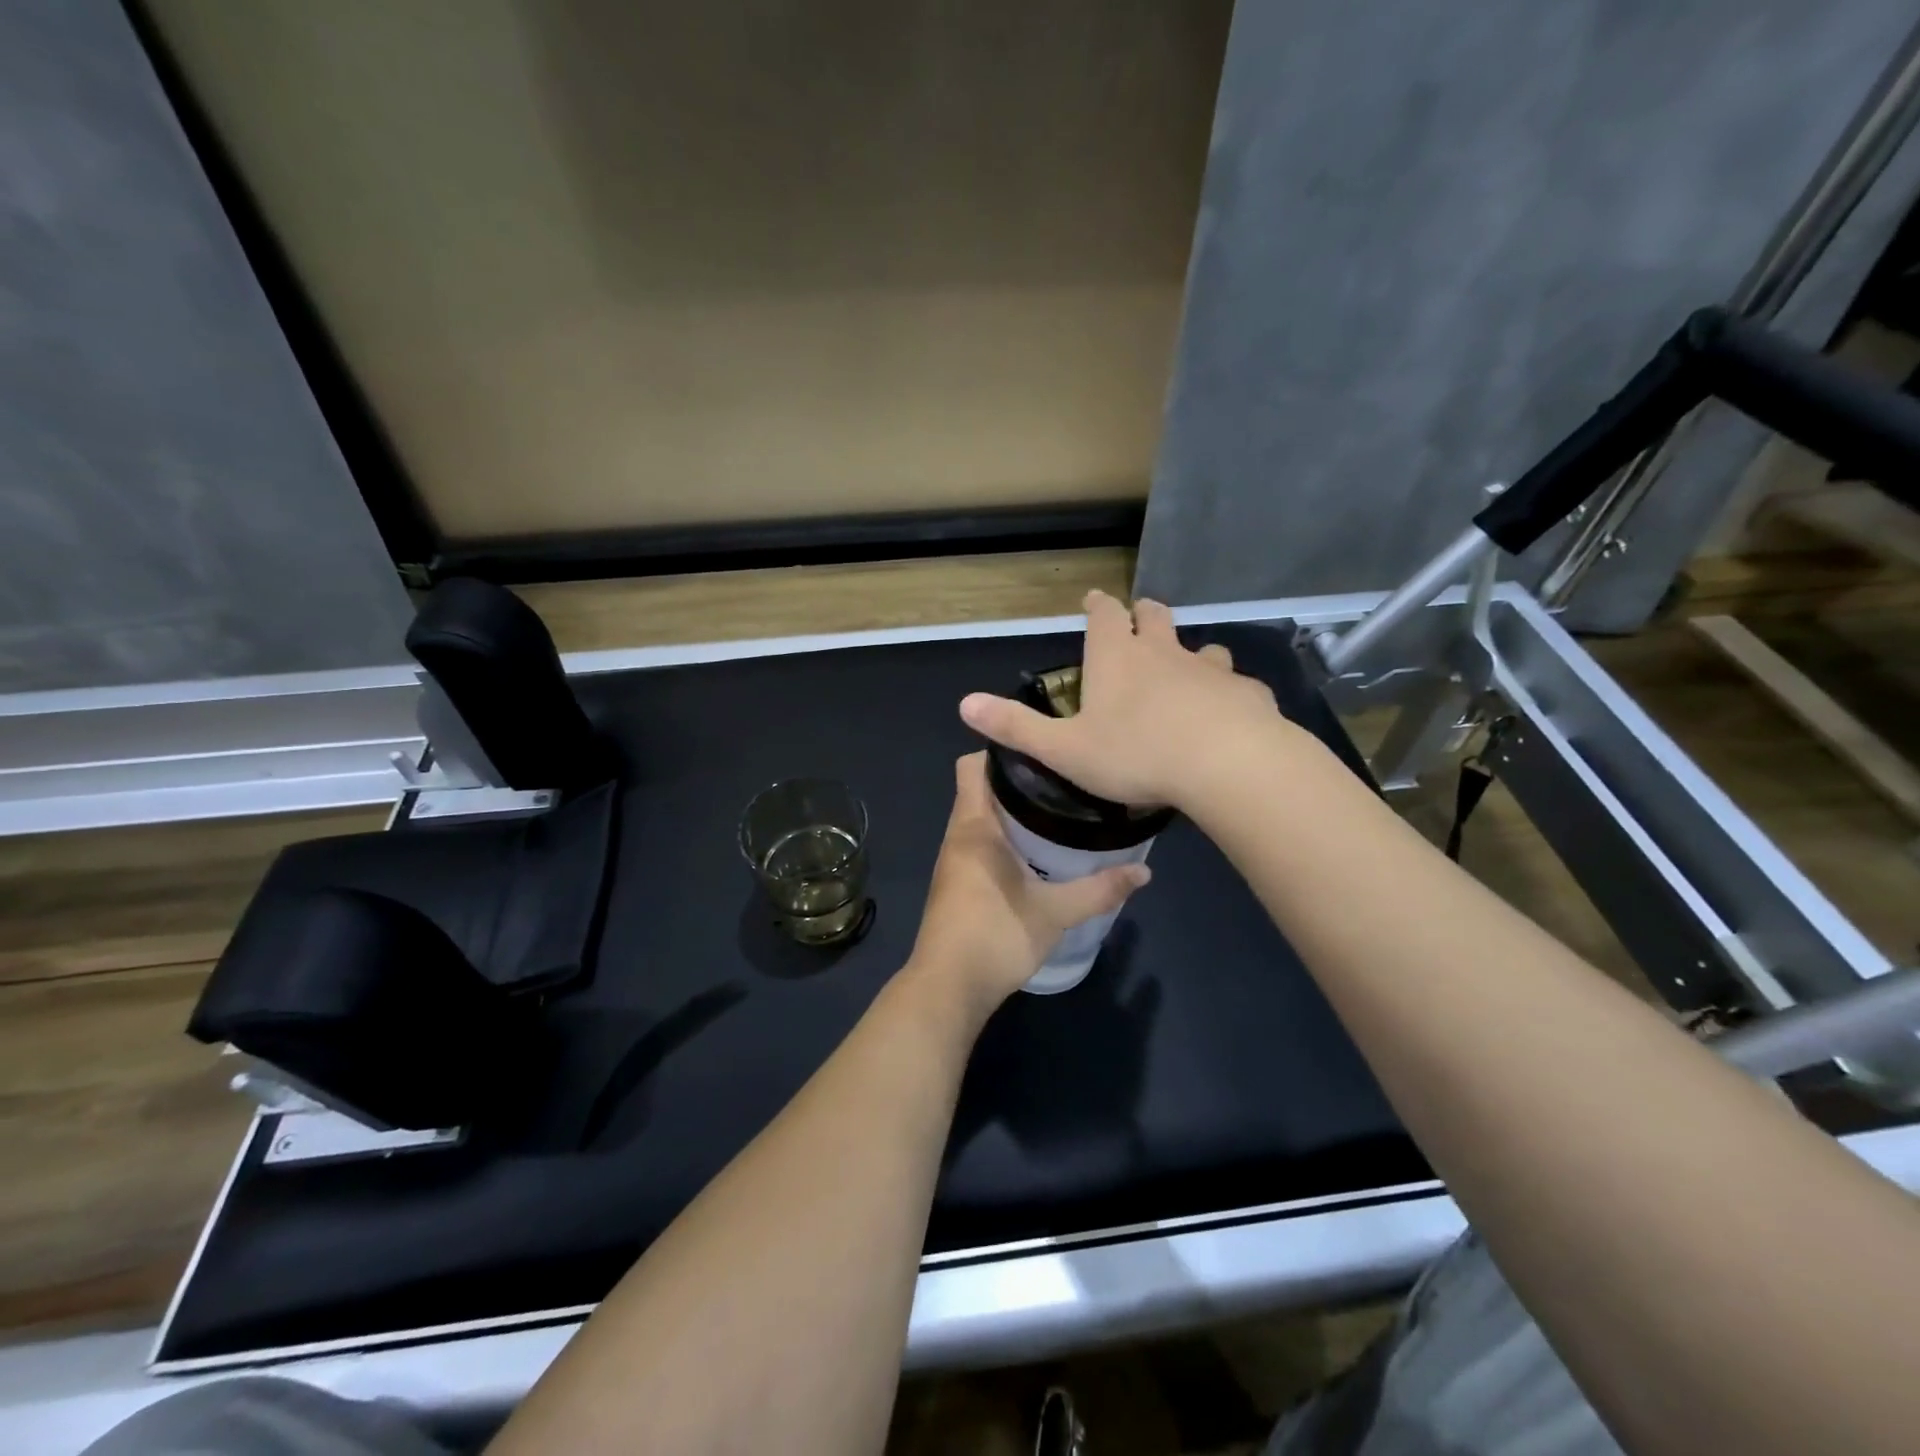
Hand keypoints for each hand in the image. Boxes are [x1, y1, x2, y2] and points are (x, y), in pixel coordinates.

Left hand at [905, 753, 1149, 1019]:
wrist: (948, 989)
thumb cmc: (995, 936)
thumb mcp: (1055, 913)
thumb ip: (1099, 890)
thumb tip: (1144, 872)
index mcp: (974, 827)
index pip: (972, 765)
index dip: (1001, 751)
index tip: (1042, 751)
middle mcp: (958, 835)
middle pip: (981, 788)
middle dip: (1018, 780)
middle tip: (1064, 780)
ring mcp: (954, 860)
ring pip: (981, 817)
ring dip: (1012, 811)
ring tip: (1058, 810)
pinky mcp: (957, 882)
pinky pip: (980, 842)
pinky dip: (1005, 836)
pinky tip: (1038, 851)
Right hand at [958, 591, 1290, 810]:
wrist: (1226, 765)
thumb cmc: (1135, 755)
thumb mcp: (1064, 749)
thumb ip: (1016, 727)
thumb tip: (964, 704)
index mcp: (1117, 657)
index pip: (1105, 614)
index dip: (1098, 605)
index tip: (1094, 599)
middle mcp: (1164, 652)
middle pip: (1156, 616)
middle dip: (1144, 615)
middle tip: (1139, 620)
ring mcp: (1211, 669)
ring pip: (1202, 647)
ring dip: (1191, 653)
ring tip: (1187, 670)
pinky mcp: (1245, 693)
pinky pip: (1236, 684)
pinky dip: (1227, 691)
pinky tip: (1229, 711)